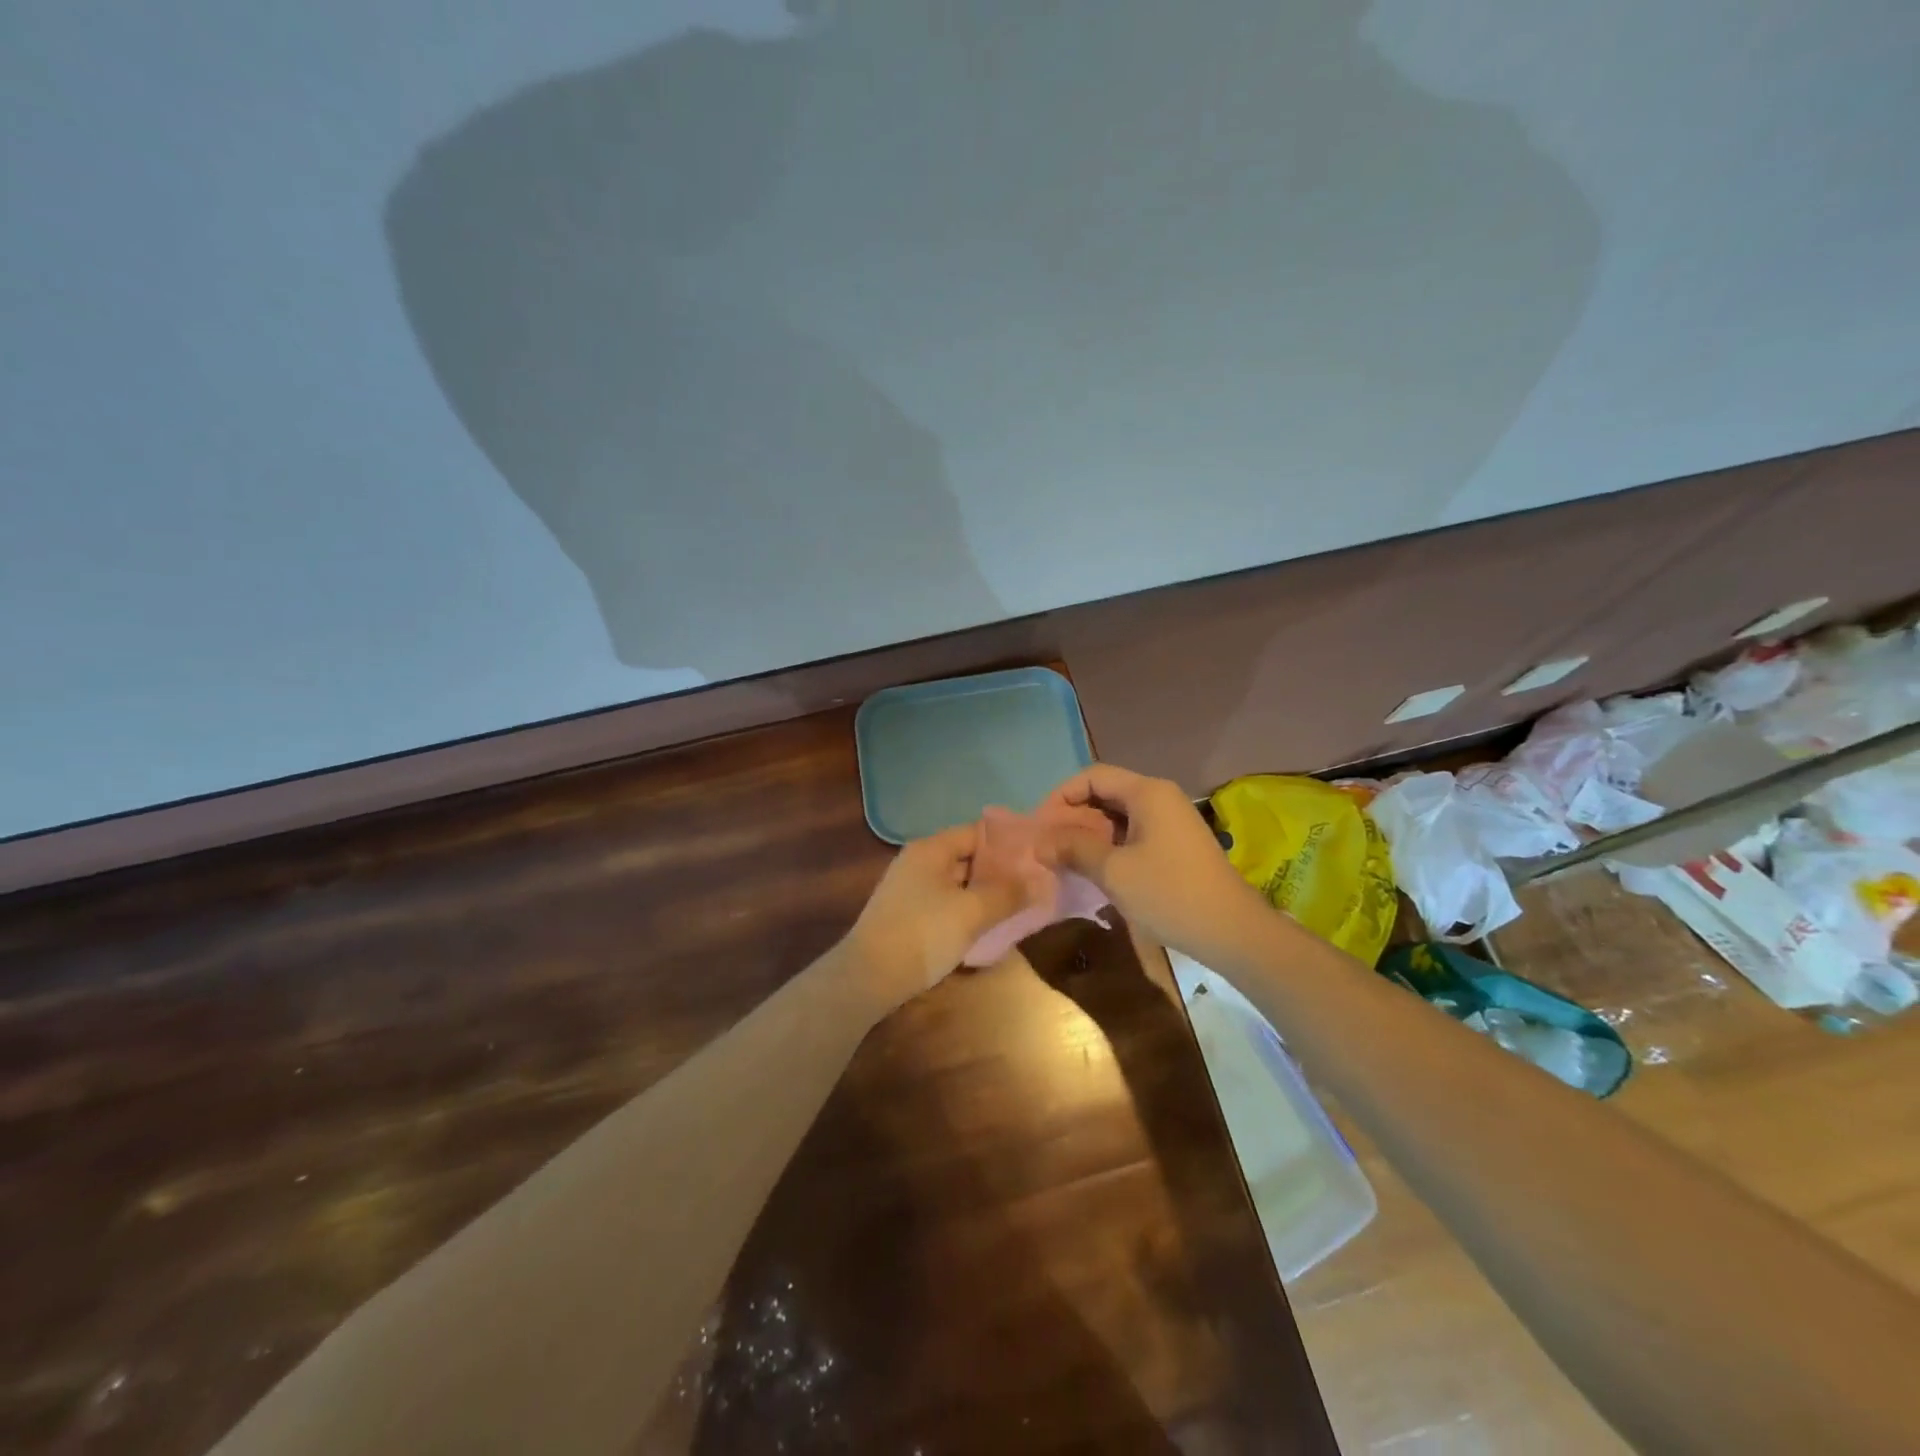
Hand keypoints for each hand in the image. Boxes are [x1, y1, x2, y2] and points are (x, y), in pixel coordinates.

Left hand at [840, 824, 1030, 1013]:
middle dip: (1000, 871)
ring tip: (1020, 906)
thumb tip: (1041, 880)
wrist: (869, 978)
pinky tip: (989, 926)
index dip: (1009, 842)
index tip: (1038, 857)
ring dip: (985, 894)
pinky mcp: (908, 915)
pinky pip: (946, 904)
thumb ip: (1008, 894)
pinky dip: (968, 910)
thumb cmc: (922, 934)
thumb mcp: (972, 912)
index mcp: (931, 849)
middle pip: (968, 857)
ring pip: (958, 884)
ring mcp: (910, 890)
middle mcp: (919, 862)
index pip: (977, 832)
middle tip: (1036, 884)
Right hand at [1039, 764, 1270, 963]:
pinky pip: (1132, 833)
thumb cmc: (1170, 893)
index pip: (1092, 777)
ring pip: (1117, 816)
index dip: (1061, 796)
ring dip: (1089, 833)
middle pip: (1105, 793)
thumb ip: (1073, 848)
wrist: (1232, 931)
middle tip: (1047, 845)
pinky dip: (1108, 845)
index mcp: (1147, 792)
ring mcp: (1170, 821)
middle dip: (1072, 816)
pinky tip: (1093, 869)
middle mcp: (1159, 797)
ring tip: (1064, 859)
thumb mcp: (1113, 871)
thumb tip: (1039, 841)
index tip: (1040, 826)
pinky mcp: (1175, 845)